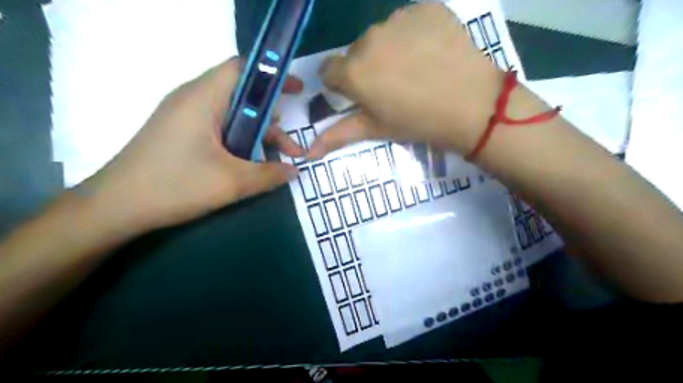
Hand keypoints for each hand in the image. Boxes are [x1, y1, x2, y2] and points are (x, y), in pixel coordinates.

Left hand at [75, 58, 301, 234]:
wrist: (116, 207)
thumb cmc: (175, 186)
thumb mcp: (232, 182)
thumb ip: (269, 174)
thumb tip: (295, 171)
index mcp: (204, 99)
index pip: (242, 68)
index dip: (273, 75)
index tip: (297, 91)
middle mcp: (193, 99)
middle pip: (242, 95)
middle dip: (271, 117)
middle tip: (290, 144)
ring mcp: (185, 116)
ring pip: (233, 115)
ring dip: (258, 134)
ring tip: (278, 158)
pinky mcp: (181, 132)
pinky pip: (220, 127)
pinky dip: (241, 140)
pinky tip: (250, 162)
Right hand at [307, 3, 503, 157]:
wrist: (472, 106)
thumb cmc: (418, 122)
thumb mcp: (376, 129)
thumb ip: (339, 135)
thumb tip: (308, 152)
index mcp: (353, 72)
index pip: (328, 70)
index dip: (341, 84)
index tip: (360, 94)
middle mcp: (368, 40)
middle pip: (356, 52)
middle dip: (367, 67)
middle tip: (394, 87)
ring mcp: (399, 19)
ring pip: (382, 35)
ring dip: (390, 50)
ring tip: (416, 70)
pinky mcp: (426, 9)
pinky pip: (409, 21)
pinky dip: (415, 35)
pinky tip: (432, 53)